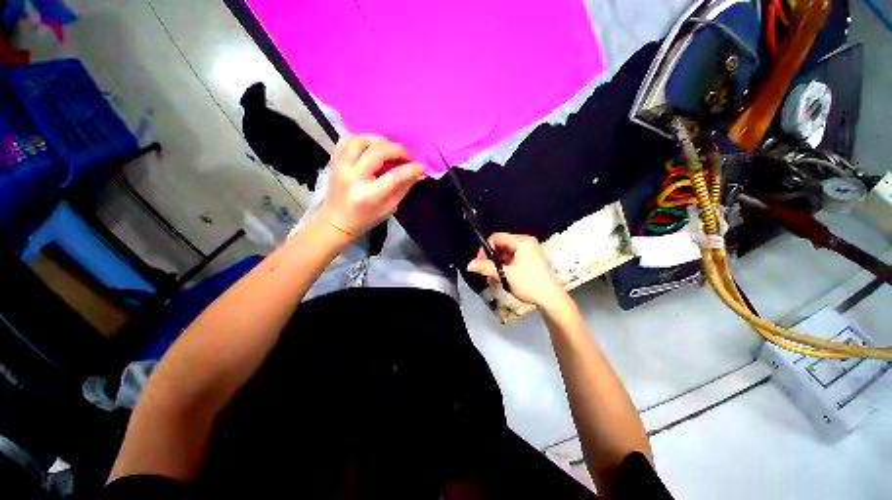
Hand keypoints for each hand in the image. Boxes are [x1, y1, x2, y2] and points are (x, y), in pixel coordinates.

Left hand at [318, 134, 423, 238]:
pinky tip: (371, 147)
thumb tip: (419, 172)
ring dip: (380, 141)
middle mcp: (353, 177)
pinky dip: (362, 139)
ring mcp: (340, 166)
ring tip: (389, 149)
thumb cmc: (366, 218)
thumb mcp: (389, 208)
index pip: (394, 175)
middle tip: (406, 157)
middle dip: (397, 150)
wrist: (336, 221)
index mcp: (368, 194)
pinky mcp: (334, 160)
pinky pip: (347, 139)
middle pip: (378, 151)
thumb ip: (404, 187)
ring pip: (362, 139)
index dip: (410, 169)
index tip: (420, 166)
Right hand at [467, 233, 567, 308]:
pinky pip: (513, 259)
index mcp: (521, 241)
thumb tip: (469, 265)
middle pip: (501, 245)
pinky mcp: (532, 260)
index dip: (486, 249)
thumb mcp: (505, 275)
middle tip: (486, 273)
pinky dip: (505, 267)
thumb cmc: (529, 284)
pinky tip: (502, 279)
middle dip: (491, 259)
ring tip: (493, 279)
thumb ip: (486, 267)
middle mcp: (526, 243)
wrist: (551, 299)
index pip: (496, 237)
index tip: (481, 263)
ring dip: (497, 265)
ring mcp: (530, 251)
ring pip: (506, 254)